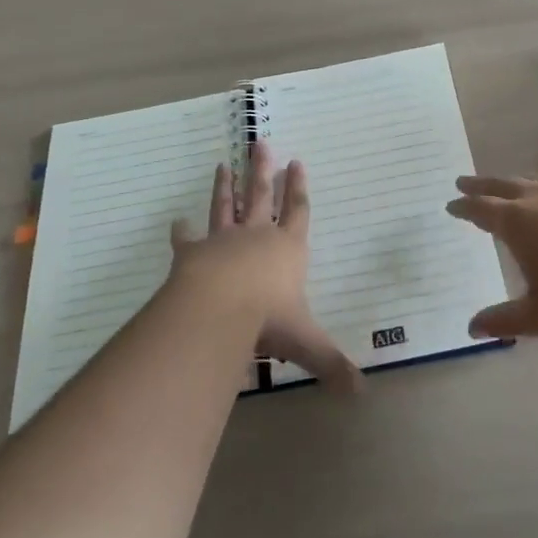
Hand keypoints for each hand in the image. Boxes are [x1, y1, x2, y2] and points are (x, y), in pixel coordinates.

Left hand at [169, 141, 363, 391]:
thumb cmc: (268, 317)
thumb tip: (361, 393)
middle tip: (260, 143)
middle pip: (261, 196)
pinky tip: (176, 221)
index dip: (298, 188)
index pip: (298, 212)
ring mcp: (223, 240)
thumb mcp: (306, 342)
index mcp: (287, 249)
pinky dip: (182, 231)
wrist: (218, 307)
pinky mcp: (193, 252)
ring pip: (226, 206)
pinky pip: (187, 238)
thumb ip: (331, 364)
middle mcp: (257, 236)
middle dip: (262, 171)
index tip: (297, 162)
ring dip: (225, 186)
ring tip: (223, 165)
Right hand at [447, 174, 537, 340]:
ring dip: (514, 183)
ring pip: (534, 181)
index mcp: (519, 223)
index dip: (464, 206)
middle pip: (504, 185)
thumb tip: (471, 328)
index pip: (482, 208)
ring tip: (507, 188)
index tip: (451, 204)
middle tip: (464, 183)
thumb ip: (504, 320)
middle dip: (482, 185)